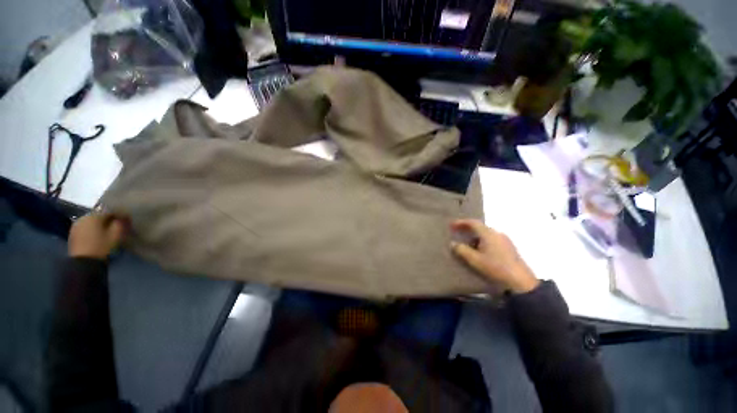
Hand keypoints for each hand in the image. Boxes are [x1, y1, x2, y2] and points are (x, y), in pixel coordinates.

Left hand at [68, 213, 128, 259]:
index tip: (123, 222)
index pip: (109, 211)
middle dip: (106, 220)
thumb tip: (124, 216)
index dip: (117, 216)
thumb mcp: (116, 234)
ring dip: (98, 225)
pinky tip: (95, 237)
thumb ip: (121, 223)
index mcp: (95, 215)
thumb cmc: (102, 246)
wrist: (84, 262)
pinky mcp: (73, 233)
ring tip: (104, 233)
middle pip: (98, 216)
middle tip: (114, 228)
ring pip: (91, 222)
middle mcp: (84, 217)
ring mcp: (76, 225)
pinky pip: (85, 228)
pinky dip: (91, 230)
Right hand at [450, 219, 539, 293]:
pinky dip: (482, 242)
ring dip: (475, 237)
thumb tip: (453, 243)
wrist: (521, 281)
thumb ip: (462, 250)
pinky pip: (492, 240)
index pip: (473, 223)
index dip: (461, 223)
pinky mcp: (509, 248)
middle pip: (480, 227)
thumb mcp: (474, 260)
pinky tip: (480, 251)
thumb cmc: (495, 268)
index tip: (451, 225)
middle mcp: (497, 233)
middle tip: (457, 233)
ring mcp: (505, 240)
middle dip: (467, 229)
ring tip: (467, 244)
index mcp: (488, 233)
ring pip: (486, 234)